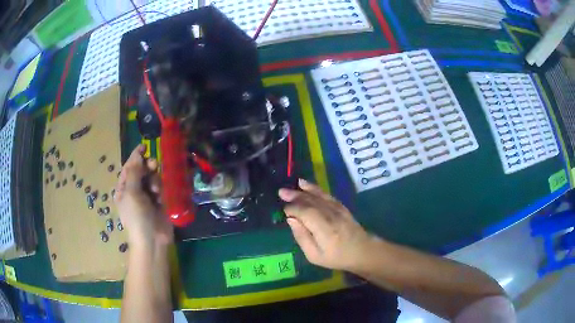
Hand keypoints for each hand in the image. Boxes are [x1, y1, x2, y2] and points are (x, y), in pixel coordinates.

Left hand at [114, 145, 172, 249]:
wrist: (152, 241)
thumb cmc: (137, 218)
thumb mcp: (131, 194)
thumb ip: (134, 173)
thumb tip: (137, 155)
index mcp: (124, 188)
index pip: (128, 167)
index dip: (135, 157)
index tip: (144, 147)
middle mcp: (135, 190)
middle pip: (142, 170)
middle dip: (147, 167)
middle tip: (153, 166)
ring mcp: (147, 196)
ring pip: (153, 178)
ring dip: (155, 180)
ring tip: (156, 190)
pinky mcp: (160, 202)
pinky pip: (161, 187)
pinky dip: (161, 189)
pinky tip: (161, 196)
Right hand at [279, 179, 376, 271]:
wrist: (362, 251)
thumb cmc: (336, 257)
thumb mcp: (314, 255)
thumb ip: (302, 237)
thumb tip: (291, 220)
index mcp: (324, 230)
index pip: (305, 213)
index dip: (292, 209)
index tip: (283, 211)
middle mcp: (331, 216)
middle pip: (311, 202)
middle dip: (295, 196)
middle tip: (281, 192)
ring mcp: (338, 209)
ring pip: (318, 196)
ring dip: (303, 191)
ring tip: (291, 186)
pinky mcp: (341, 206)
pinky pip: (326, 195)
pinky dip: (315, 189)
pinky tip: (306, 185)